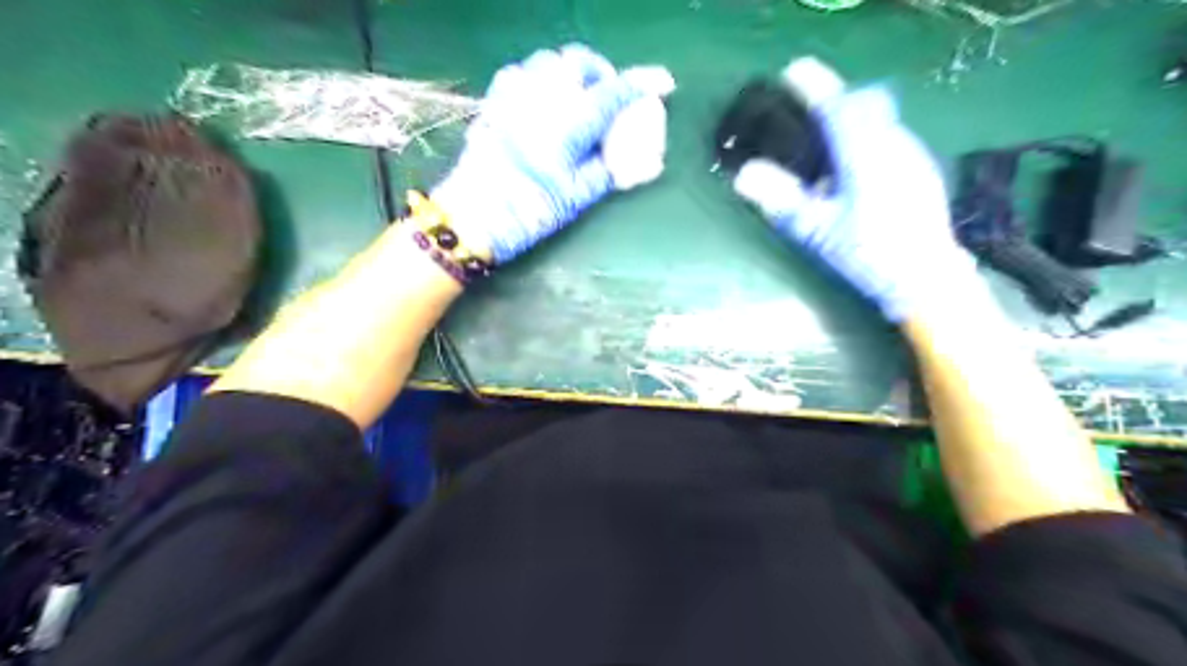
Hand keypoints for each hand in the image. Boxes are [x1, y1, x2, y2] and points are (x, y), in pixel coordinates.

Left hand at [435, 42, 676, 263]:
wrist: (473, 217)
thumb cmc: (529, 211)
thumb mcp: (577, 197)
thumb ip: (607, 171)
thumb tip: (632, 160)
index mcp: (568, 124)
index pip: (612, 94)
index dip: (641, 85)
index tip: (662, 82)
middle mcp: (541, 98)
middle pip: (579, 63)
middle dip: (601, 72)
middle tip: (610, 95)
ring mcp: (513, 95)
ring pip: (549, 61)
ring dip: (571, 72)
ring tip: (577, 96)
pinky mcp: (493, 102)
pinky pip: (521, 72)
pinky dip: (540, 78)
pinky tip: (543, 100)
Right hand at [738, 56, 979, 321]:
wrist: (927, 279)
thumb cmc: (869, 254)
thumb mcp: (817, 231)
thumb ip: (781, 200)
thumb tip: (744, 175)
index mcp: (864, 156)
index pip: (837, 107)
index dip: (814, 87)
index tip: (793, 73)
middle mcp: (893, 145)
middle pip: (865, 103)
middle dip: (836, 99)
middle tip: (808, 113)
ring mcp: (912, 155)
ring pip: (881, 120)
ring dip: (853, 120)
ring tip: (828, 147)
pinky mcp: (921, 169)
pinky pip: (891, 138)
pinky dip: (869, 139)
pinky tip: (856, 172)